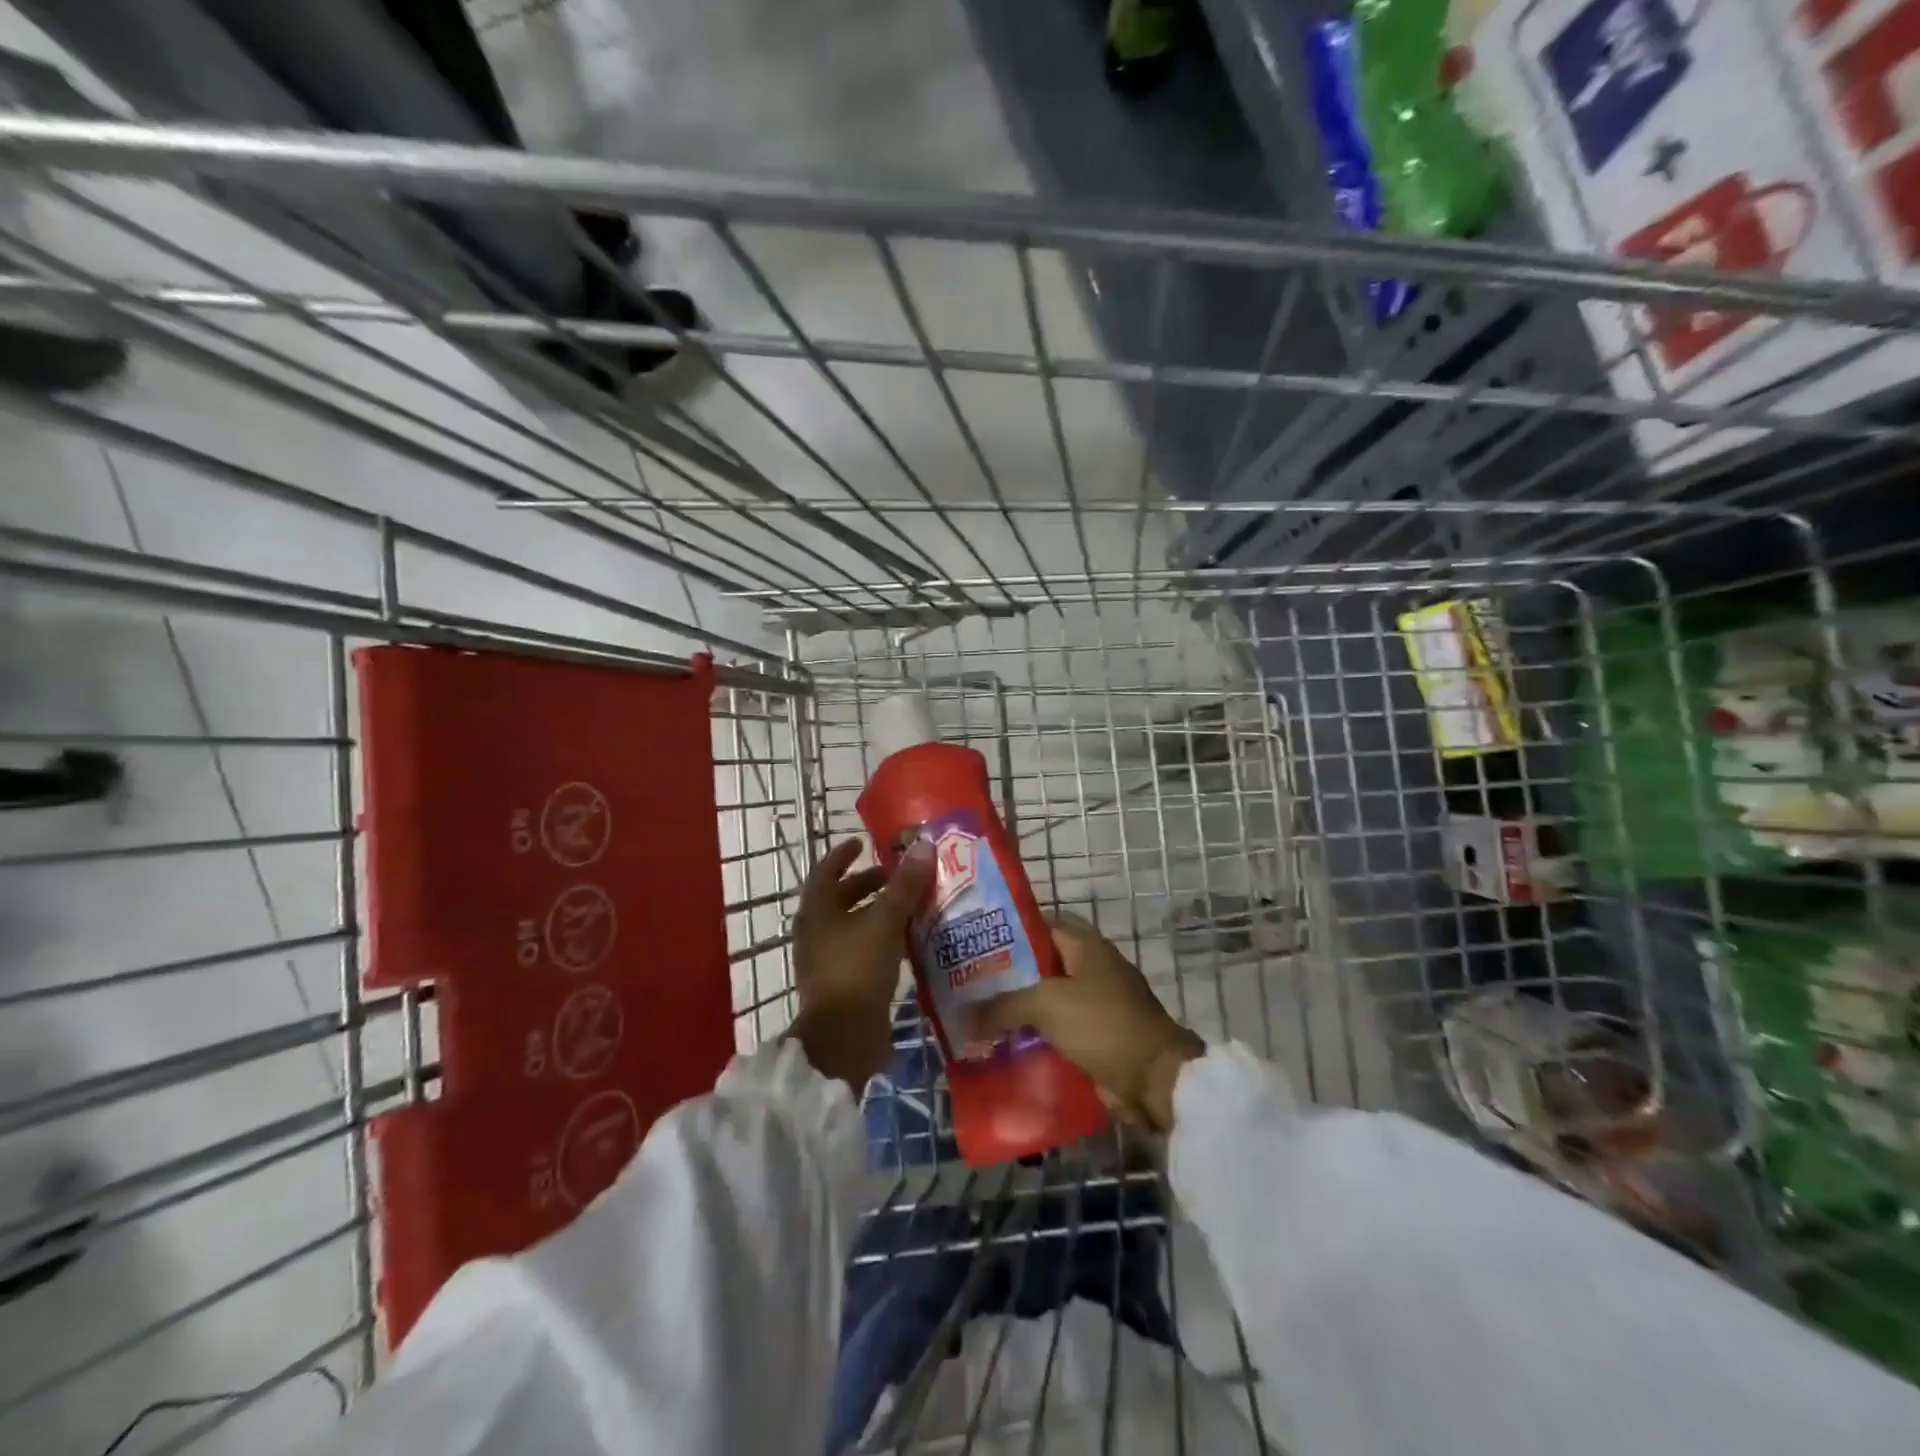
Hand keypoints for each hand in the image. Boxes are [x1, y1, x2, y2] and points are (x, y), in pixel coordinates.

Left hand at [787, 837, 934, 1089]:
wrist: (843, 1038)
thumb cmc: (857, 969)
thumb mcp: (885, 921)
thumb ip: (905, 885)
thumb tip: (924, 846)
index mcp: (816, 911)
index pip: (827, 870)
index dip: (844, 854)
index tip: (863, 843)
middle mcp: (815, 932)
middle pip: (841, 898)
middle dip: (869, 885)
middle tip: (898, 877)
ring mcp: (826, 961)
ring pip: (854, 926)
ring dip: (878, 913)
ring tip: (910, 906)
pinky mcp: (841, 984)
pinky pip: (862, 950)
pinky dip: (881, 939)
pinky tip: (906, 941)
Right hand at [969, 914, 1202, 1133]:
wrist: (1154, 1078)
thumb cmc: (1102, 1024)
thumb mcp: (1047, 1005)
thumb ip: (1004, 1006)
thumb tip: (967, 1017)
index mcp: (1086, 946)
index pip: (1043, 924)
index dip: (1010, 930)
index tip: (978, 942)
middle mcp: (1092, 968)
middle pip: (1042, 964)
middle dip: (1009, 974)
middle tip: (971, 984)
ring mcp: (1097, 1003)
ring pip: (1048, 999)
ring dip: (1020, 1010)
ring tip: (980, 1016)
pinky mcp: (1097, 1036)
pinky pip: (1058, 1030)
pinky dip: (1036, 1036)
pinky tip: (1006, 1046)